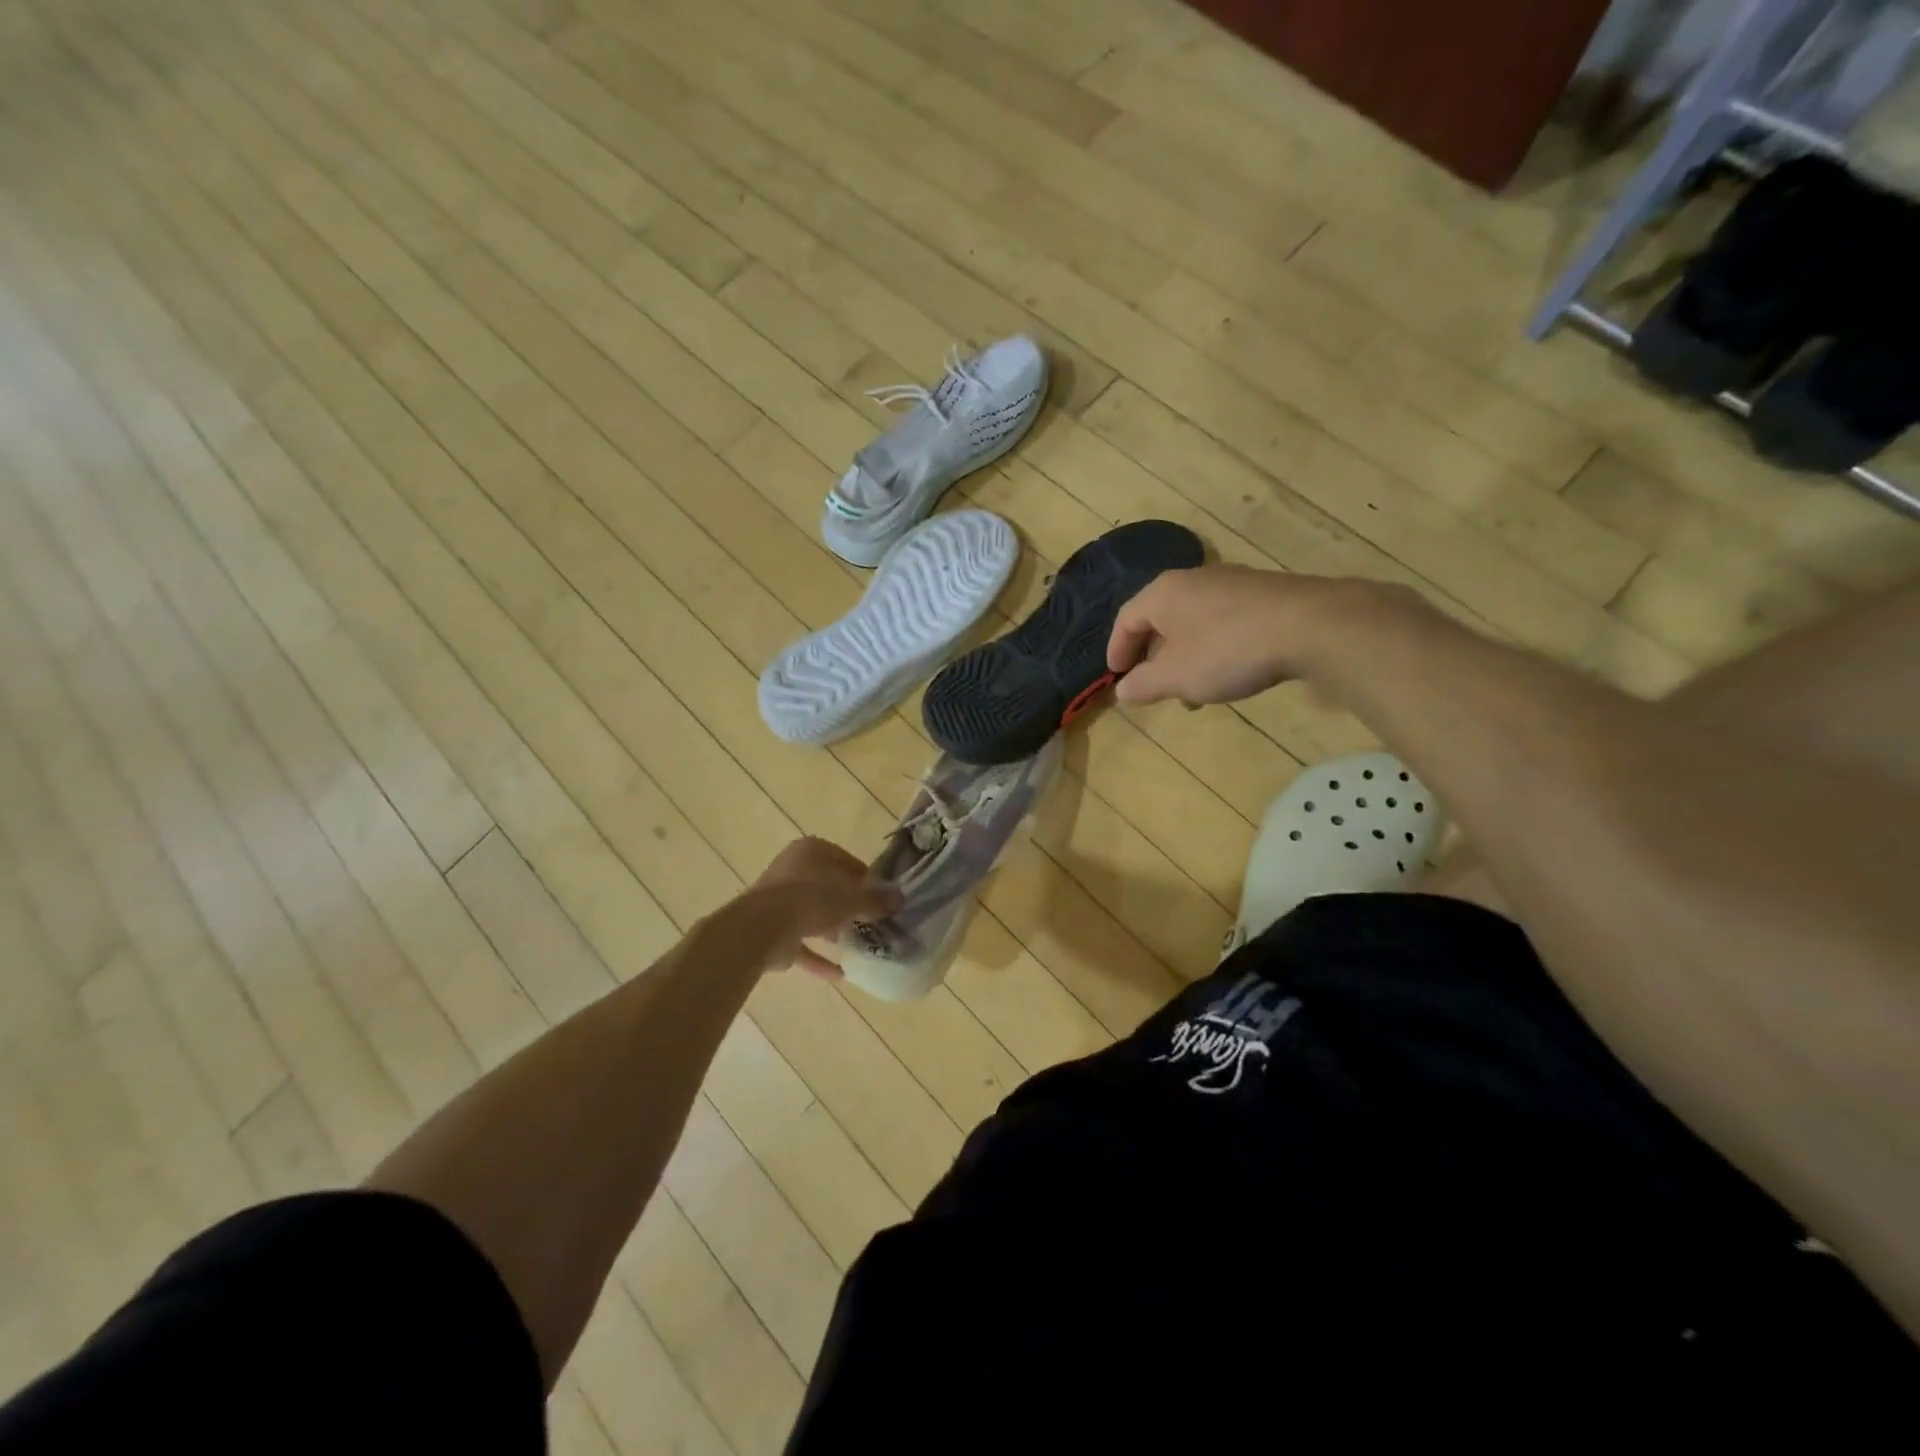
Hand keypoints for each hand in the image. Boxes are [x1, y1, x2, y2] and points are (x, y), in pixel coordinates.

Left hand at [738, 837, 902, 978]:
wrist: (762, 929)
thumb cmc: (812, 899)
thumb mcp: (852, 898)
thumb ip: (876, 900)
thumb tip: (900, 898)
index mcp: (811, 851)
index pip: (846, 861)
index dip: (866, 880)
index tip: (882, 899)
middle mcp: (793, 870)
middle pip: (829, 887)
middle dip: (850, 906)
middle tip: (874, 922)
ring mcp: (779, 901)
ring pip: (814, 914)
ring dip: (833, 930)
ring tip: (860, 946)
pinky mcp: (772, 931)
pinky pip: (801, 943)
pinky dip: (819, 957)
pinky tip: (840, 974)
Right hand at [1107, 566, 1315, 706]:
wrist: (1309, 625)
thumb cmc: (1227, 650)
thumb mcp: (1176, 676)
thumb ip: (1144, 684)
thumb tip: (1122, 690)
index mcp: (1163, 593)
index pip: (1126, 619)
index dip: (1117, 649)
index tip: (1116, 676)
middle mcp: (1193, 579)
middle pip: (1160, 617)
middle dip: (1152, 654)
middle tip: (1152, 682)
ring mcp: (1231, 582)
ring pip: (1193, 620)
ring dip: (1184, 654)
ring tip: (1192, 686)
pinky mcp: (1263, 593)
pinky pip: (1223, 620)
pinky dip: (1213, 646)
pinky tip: (1228, 670)